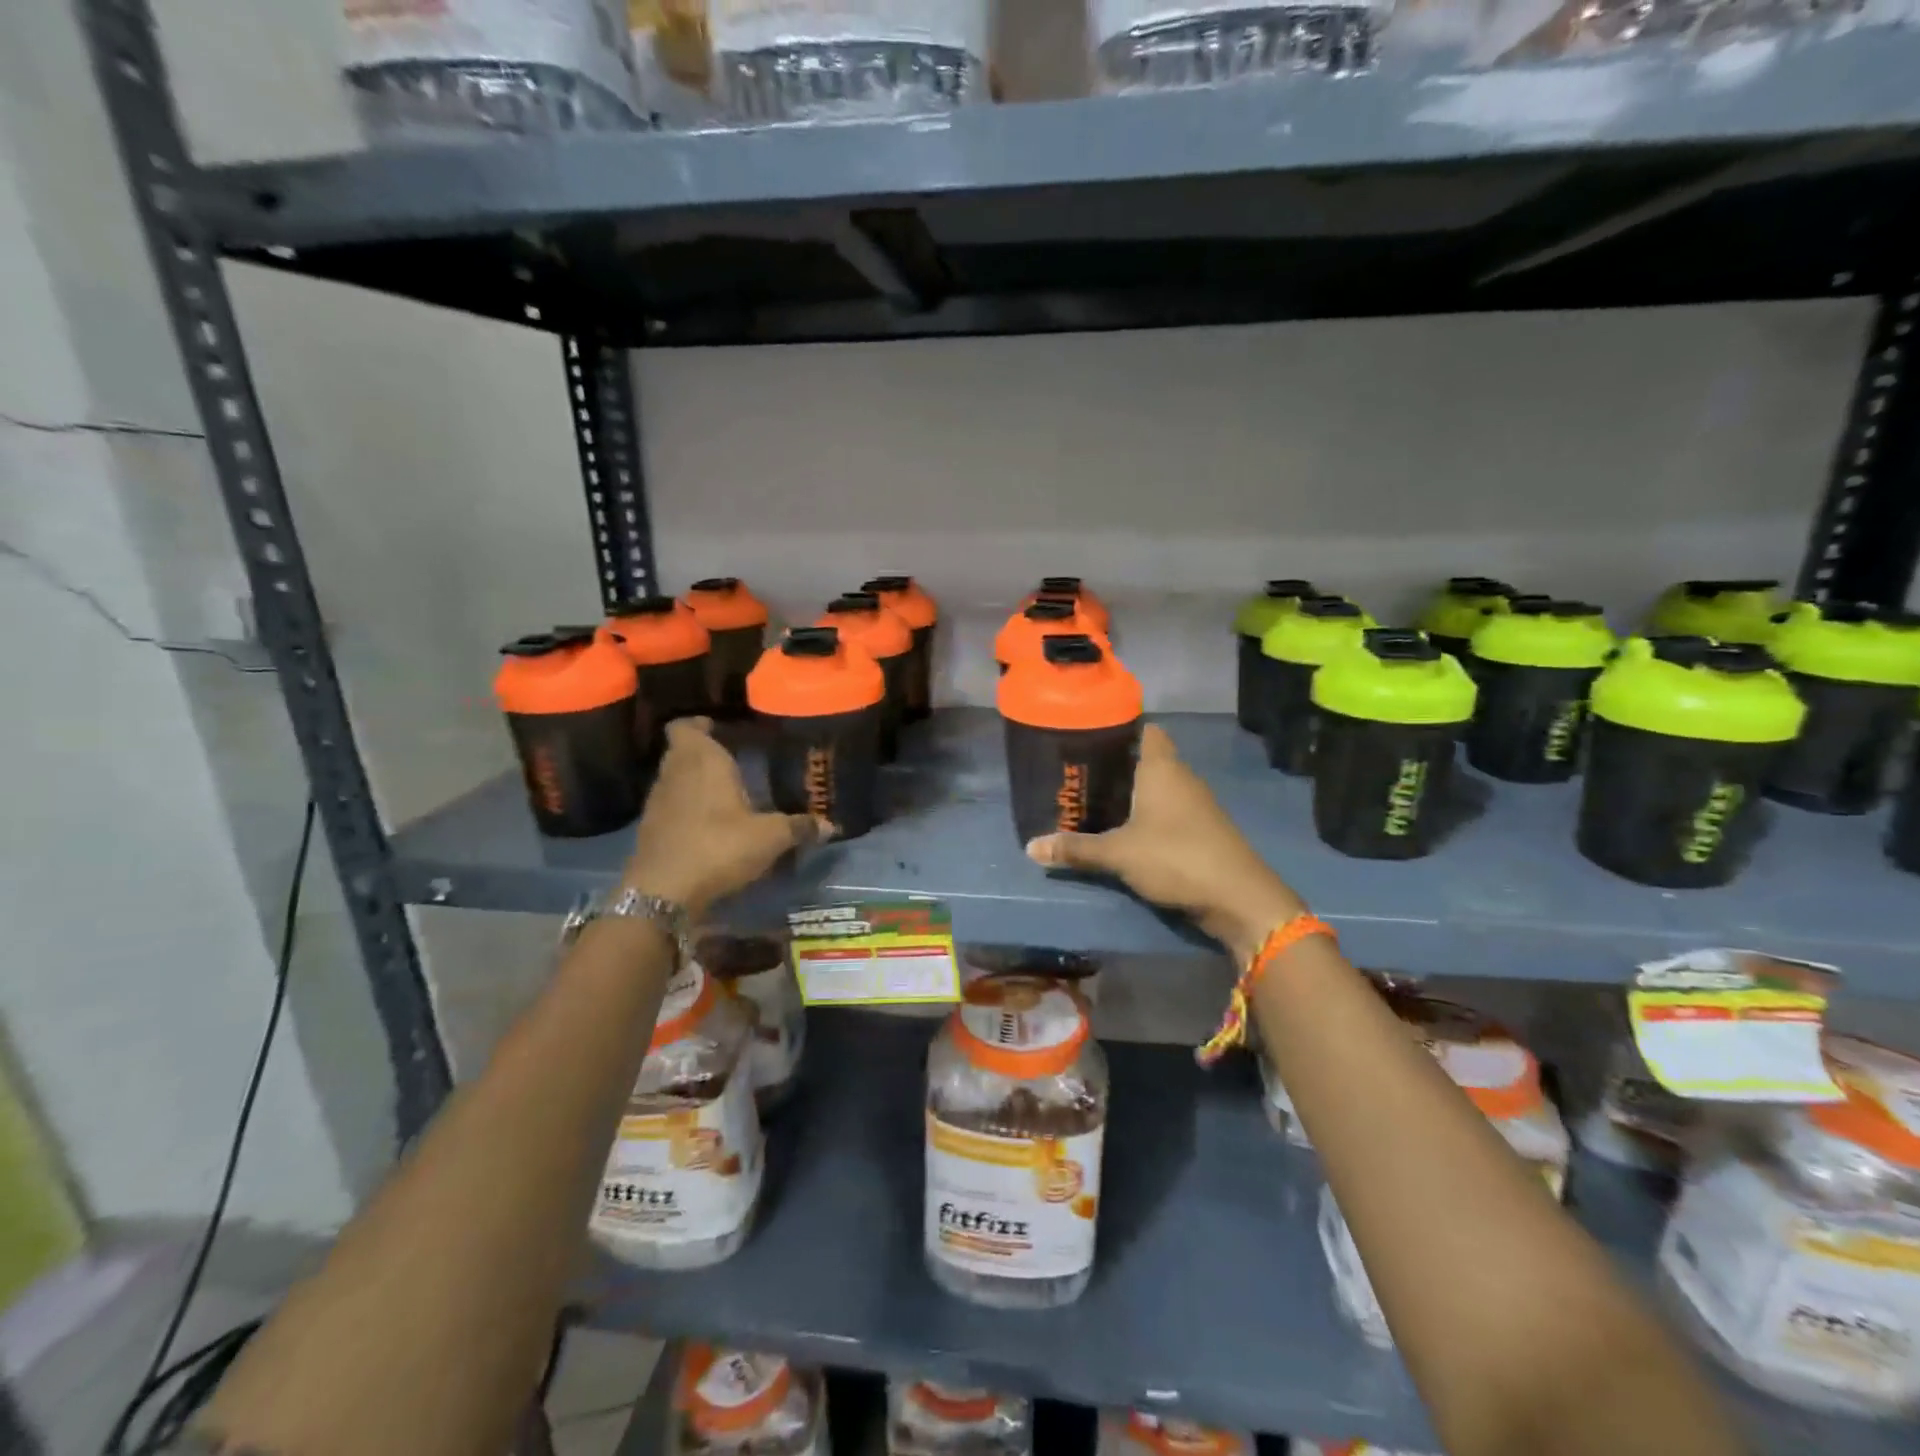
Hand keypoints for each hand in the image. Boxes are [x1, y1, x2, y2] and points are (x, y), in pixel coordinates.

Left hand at [623, 718, 830, 917]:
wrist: (663, 891)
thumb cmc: (719, 846)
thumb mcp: (769, 838)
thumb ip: (798, 827)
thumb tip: (830, 825)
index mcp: (702, 761)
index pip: (686, 726)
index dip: (699, 725)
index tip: (717, 728)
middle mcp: (675, 773)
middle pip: (681, 751)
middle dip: (703, 753)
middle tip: (731, 760)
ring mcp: (657, 802)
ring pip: (674, 778)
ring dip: (693, 781)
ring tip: (723, 793)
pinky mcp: (649, 829)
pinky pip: (670, 806)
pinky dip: (685, 808)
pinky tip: (707, 824)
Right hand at [1026, 725, 1303, 961]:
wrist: (1238, 898)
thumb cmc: (1176, 857)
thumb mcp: (1119, 854)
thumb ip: (1076, 849)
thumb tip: (1030, 848)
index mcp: (1162, 768)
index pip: (1146, 730)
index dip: (1121, 728)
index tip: (1090, 735)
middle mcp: (1181, 778)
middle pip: (1148, 759)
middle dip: (1117, 765)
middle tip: (1079, 772)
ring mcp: (1196, 805)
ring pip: (1158, 788)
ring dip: (1132, 794)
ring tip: (1094, 800)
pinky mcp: (1202, 830)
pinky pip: (1168, 811)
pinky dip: (1147, 815)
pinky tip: (1125, 829)